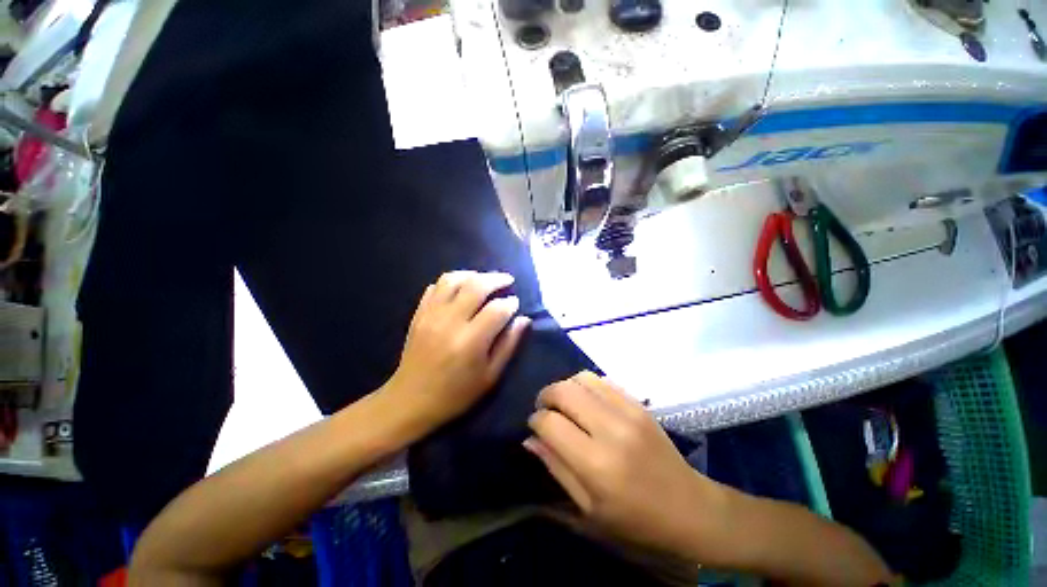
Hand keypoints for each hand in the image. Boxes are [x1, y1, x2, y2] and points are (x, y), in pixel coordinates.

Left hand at [388, 271, 530, 429]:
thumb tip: (523, 320)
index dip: (510, 303)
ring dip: (472, 275)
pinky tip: (460, 289)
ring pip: (452, 279)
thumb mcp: (490, 376)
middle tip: (507, 280)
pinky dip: (450, 282)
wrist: (411, 400)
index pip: (497, 309)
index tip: (515, 303)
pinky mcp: (418, 314)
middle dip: (496, 279)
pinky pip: (434, 287)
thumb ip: (508, 345)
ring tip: (484, 280)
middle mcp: (450, 322)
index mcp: (471, 341)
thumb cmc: (456, 394)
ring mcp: (431, 315)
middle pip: (476, 286)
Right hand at [525, 372, 728, 557]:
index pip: (550, 423)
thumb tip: (531, 439)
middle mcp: (610, 430)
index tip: (535, 426)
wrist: (690, 509)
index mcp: (596, 465)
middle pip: (563, 391)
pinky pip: (602, 380)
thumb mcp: (588, 510)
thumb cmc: (636, 522)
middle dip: (546, 396)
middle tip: (545, 409)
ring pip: (582, 378)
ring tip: (564, 403)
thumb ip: (556, 468)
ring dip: (565, 387)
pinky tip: (586, 401)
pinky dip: (586, 385)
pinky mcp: (639, 403)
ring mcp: (628, 411)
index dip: (535, 420)